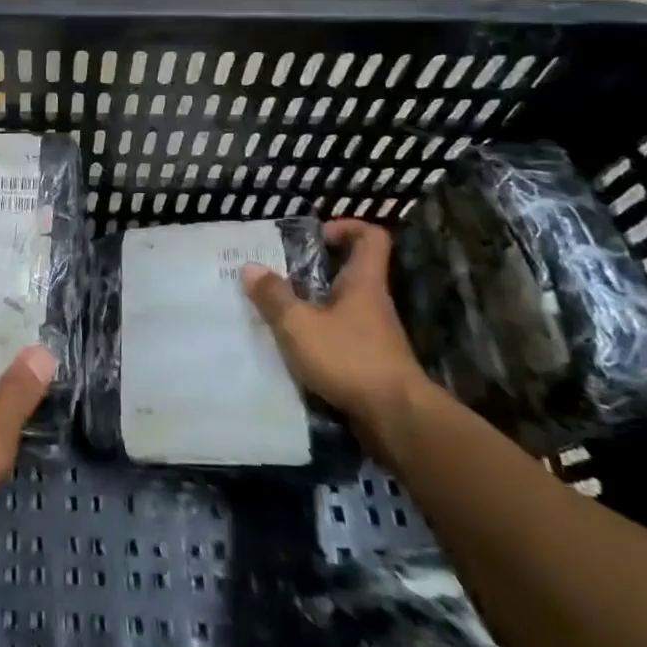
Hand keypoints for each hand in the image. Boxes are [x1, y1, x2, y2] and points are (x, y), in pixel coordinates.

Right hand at [240, 218, 435, 442]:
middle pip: (350, 273)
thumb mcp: (299, 324)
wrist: (396, 420)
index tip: (318, 235)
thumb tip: (250, 267)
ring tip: (278, 313)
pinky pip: (341, 338)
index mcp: (363, 283)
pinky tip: (293, 349)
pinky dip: (319, 337)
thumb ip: (273, 296)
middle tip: (280, 275)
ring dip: (313, 307)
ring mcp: (375, 336)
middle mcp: (373, 304)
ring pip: (342, 308)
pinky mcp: (371, 364)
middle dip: (316, 271)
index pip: (371, 238)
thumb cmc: (349, 358)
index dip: (347, 227)